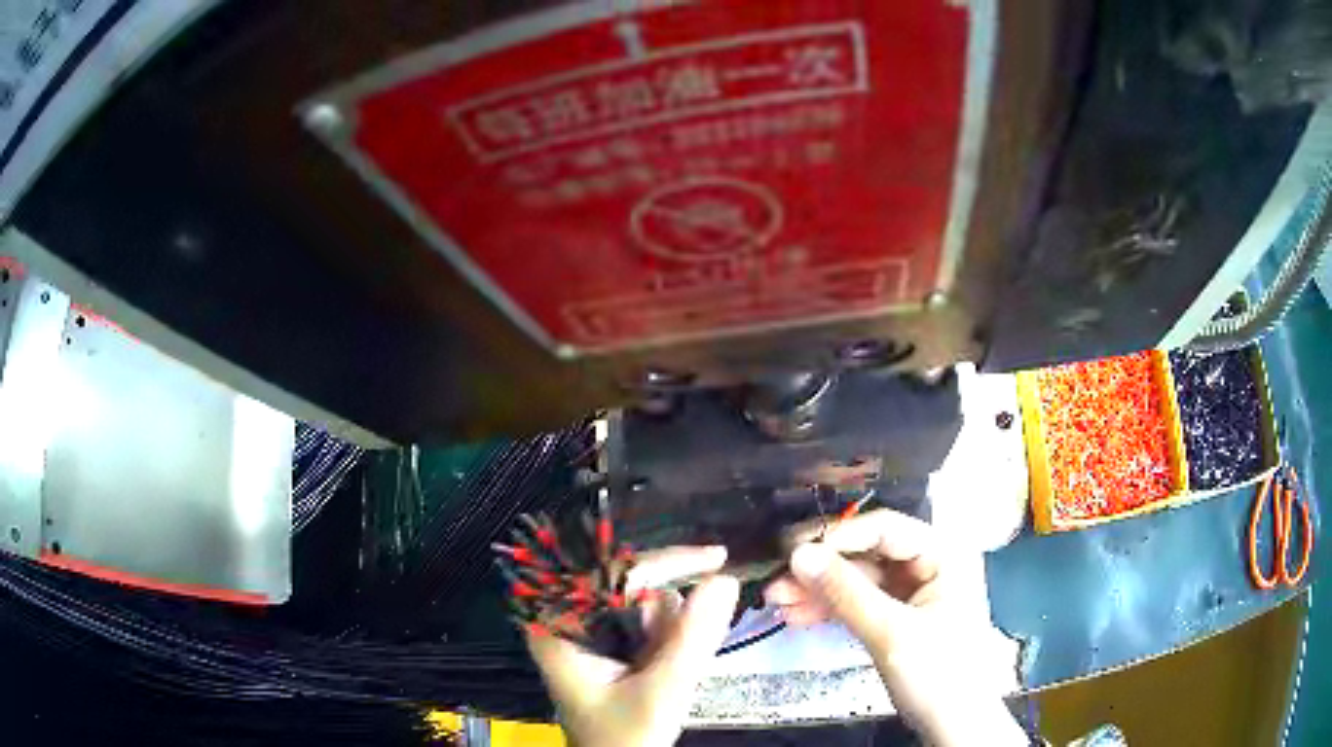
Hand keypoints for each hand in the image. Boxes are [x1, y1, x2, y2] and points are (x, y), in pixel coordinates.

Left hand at [526, 546, 739, 746]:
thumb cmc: (624, 740)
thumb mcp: (661, 693)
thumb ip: (692, 639)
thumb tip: (726, 581)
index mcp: (560, 625)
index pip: (615, 571)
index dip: (668, 561)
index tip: (718, 559)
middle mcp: (567, 620)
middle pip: (631, 586)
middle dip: (669, 618)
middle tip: (676, 658)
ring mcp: (585, 633)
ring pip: (644, 605)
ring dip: (670, 633)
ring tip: (661, 676)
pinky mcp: (603, 647)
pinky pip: (644, 625)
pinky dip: (667, 641)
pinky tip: (661, 672)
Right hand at [766, 510, 1026, 746]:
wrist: (953, 724)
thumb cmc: (939, 674)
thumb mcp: (891, 633)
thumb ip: (846, 593)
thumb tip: (800, 554)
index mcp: (946, 554)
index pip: (886, 529)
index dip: (839, 537)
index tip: (794, 551)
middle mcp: (930, 564)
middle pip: (867, 554)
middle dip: (822, 569)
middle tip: (778, 577)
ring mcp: (913, 591)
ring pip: (858, 580)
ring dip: (818, 591)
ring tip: (776, 600)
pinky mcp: (898, 615)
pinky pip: (859, 602)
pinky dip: (830, 609)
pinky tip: (797, 615)